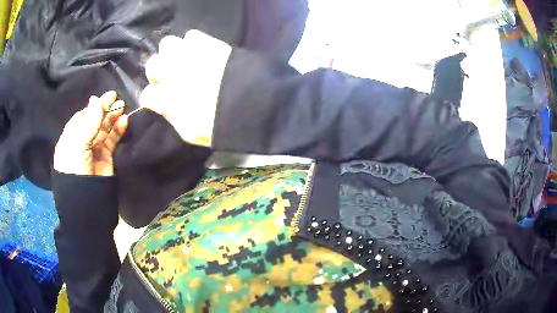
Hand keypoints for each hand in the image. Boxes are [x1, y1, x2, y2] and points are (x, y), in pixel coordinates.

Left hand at [54, 91, 127, 175]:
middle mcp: (81, 142)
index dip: (93, 107)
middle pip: (94, 121)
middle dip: (104, 109)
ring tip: (122, 106)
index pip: (82, 117)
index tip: (104, 98)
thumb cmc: (76, 169)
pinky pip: (112, 140)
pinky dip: (118, 130)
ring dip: (113, 117)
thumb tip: (95, 99)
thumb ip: (87, 122)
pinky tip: (124, 121)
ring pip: (104, 129)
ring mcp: (94, 150)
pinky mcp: (106, 158)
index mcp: (70, 138)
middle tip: (116, 98)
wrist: (87, 201)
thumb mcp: (77, 144)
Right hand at [139, 31, 231, 146]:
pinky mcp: (207, 42)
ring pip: (167, 44)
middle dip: (158, 73)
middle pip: (153, 64)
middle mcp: (172, 72)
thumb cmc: (219, 124)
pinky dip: (192, 43)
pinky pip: (192, 35)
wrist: (251, 102)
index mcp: (166, 98)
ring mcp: (188, 54)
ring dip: (171, 54)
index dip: (152, 99)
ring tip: (182, 62)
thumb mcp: (190, 133)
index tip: (159, 101)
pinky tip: (199, 53)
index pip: (147, 95)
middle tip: (169, 78)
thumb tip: (165, 108)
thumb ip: (172, 119)